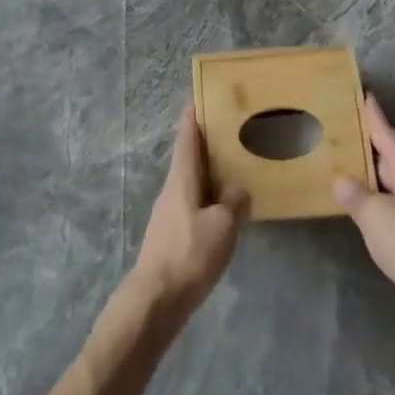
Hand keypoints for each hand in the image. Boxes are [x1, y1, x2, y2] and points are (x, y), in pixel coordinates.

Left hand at [126, 105, 248, 324]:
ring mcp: (169, 212)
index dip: (193, 116)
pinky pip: (193, 203)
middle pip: (189, 157)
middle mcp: (172, 189)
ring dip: (209, 171)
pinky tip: (224, 207)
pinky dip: (208, 195)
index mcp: (181, 179)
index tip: (200, 96)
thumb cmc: (189, 254)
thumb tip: (238, 188)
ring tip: (234, 166)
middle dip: (207, 142)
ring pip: (191, 181)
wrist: (156, 299)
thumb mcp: (222, 227)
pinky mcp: (172, 234)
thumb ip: (233, 203)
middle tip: (231, 129)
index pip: (187, 138)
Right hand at [334, 93, 394, 345]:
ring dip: (370, 170)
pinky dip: (375, 195)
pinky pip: (391, 200)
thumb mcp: (373, 215)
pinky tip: (359, 200)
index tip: (363, 92)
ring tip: (343, 160)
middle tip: (341, 126)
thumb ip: (354, 195)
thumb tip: (340, 181)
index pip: (386, 132)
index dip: (373, 113)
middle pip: (389, 153)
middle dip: (368, 140)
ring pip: (390, 178)